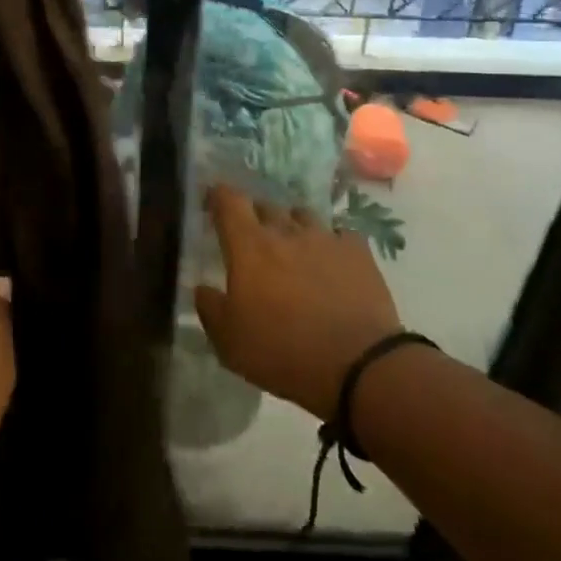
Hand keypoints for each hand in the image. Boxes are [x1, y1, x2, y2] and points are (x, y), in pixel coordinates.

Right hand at [195, 184, 402, 421]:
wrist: (358, 365)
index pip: (229, 202)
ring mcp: (326, 238)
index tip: (212, 198)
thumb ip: (210, 309)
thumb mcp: (230, 342)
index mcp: (249, 247)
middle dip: (255, 215)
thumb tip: (202, 288)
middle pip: (266, 206)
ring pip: (303, 216)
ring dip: (292, 226)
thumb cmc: (283, 351)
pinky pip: (339, 234)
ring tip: (293, 246)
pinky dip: (330, 242)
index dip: (218, 195)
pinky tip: (331, 260)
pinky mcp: (358, 252)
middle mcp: (286, 232)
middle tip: (252, 236)